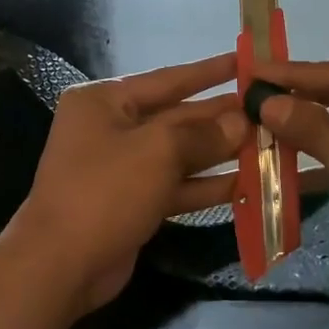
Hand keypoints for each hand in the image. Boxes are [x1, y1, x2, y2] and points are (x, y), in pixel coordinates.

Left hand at [8, 53, 247, 313]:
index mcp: (105, 102)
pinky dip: (207, 186)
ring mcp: (122, 168)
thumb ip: (203, 133)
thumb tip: (242, 122)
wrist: (60, 266)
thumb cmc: (105, 191)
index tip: (245, 62)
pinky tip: (247, 183)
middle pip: (177, 117)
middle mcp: (112, 128)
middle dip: (221, 117)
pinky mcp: (133, 202)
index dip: (209, 71)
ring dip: (221, 153)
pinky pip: (177, 186)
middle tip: (268, 110)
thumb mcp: (158, 151)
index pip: (168, 79)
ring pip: (181, 154)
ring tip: (268, 145)